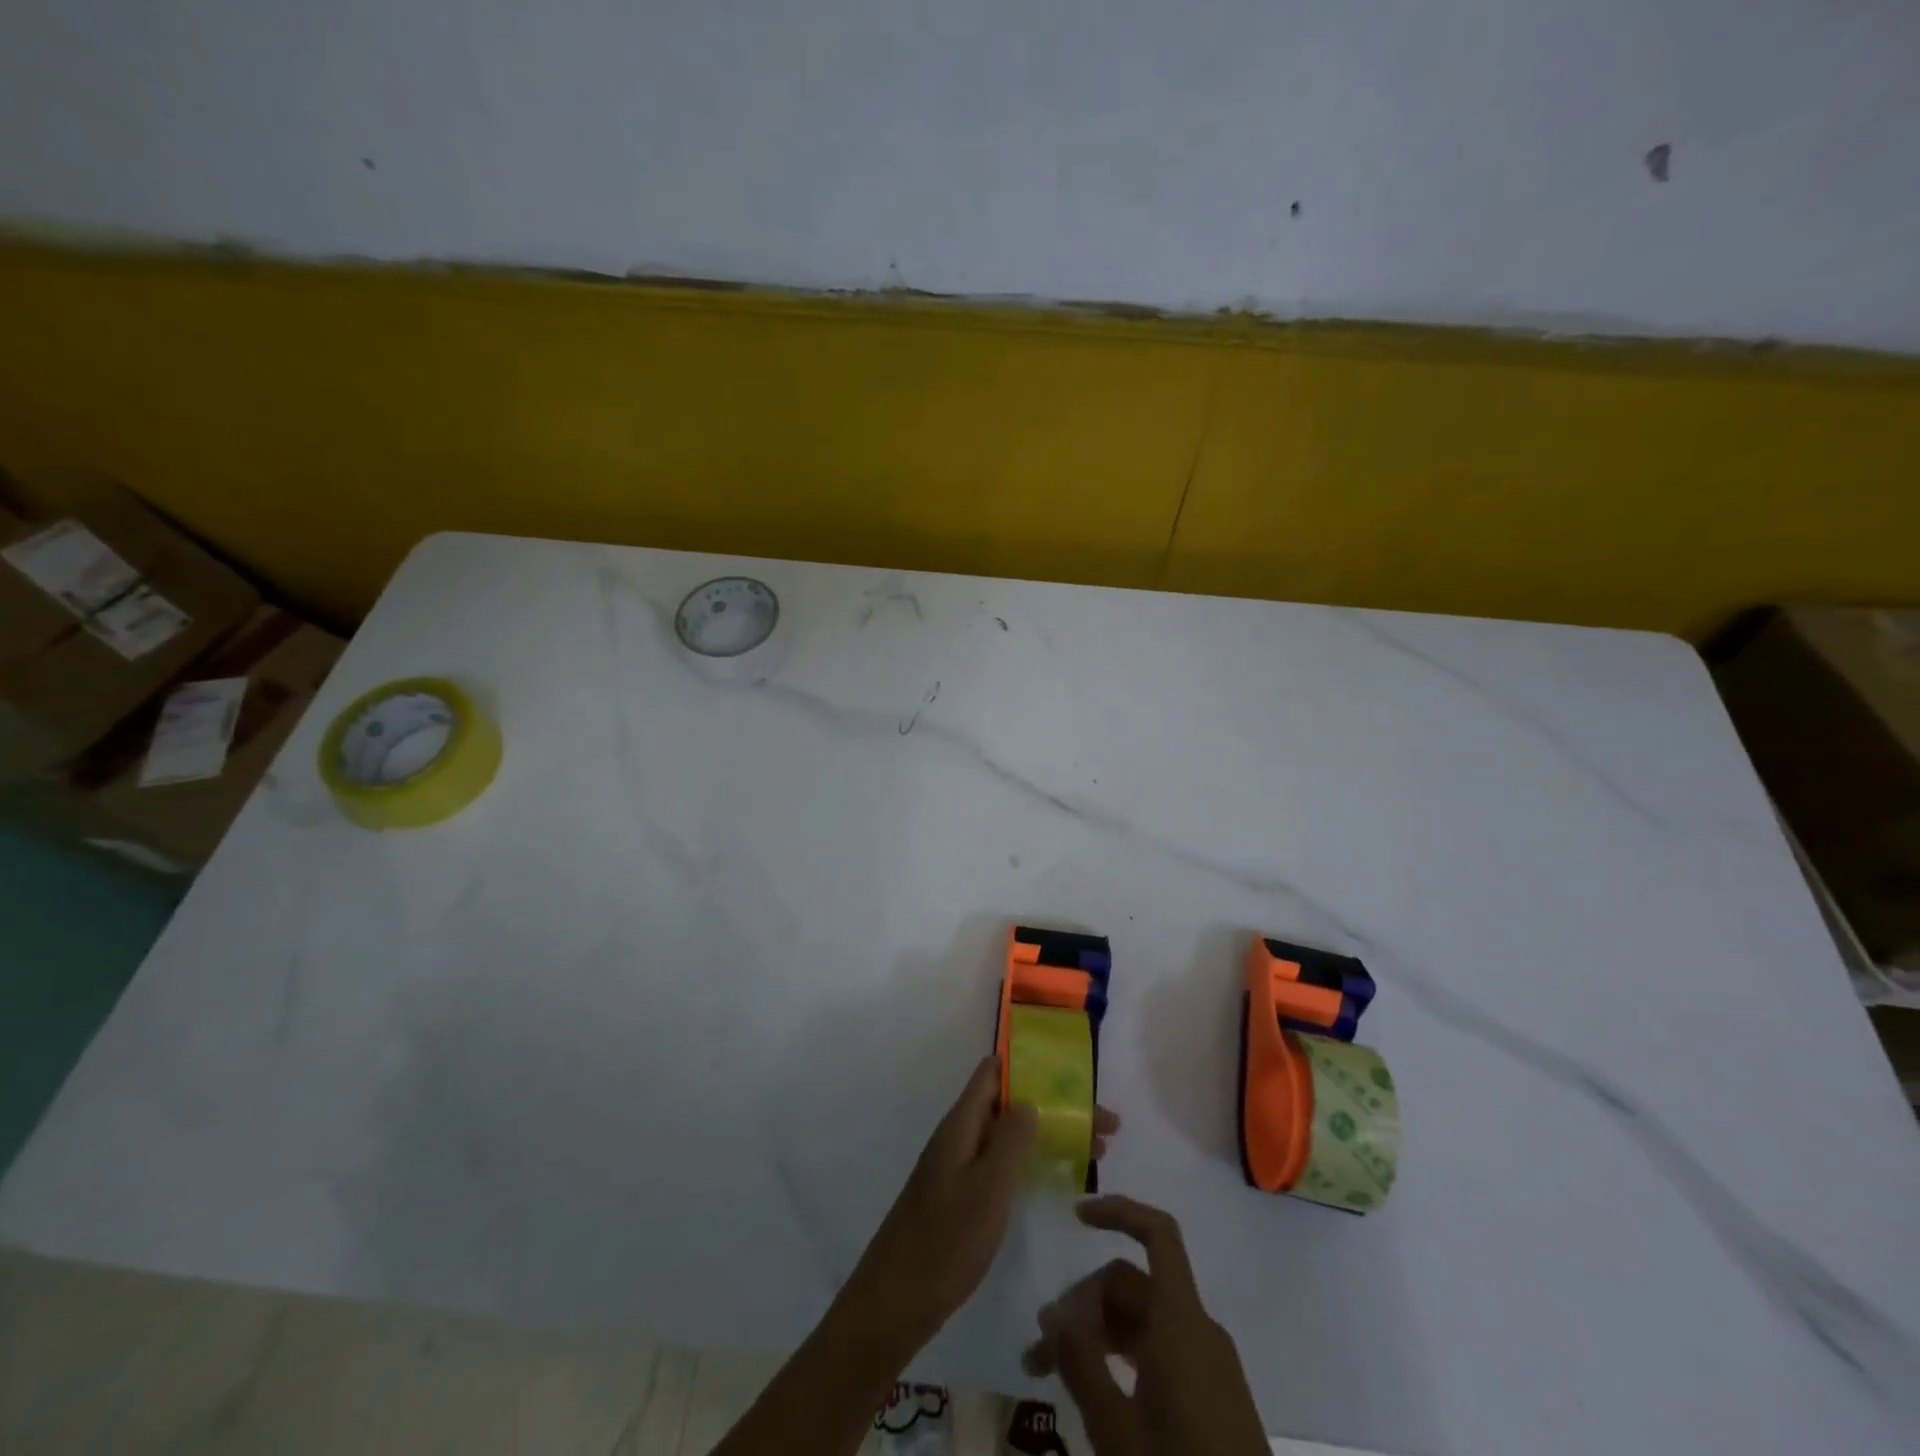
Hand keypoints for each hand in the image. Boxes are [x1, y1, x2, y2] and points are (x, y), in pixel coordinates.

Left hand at [835, 1056, 1119, 1358]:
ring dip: (1049, 1134)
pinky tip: (1058, 1177)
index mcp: (961, 1123)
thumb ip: (1010, 1139)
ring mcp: (959, 1165)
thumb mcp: (987, 1187)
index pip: (994, 1073)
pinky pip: (1002, 1161)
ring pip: (1009, 1134)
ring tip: (1096, 1150)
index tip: (1073, 1075)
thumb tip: (1030, 1100)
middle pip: (1010, 1103)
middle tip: (1106, 1126)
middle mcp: (960, 1135)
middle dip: (1055, 1106)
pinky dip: (1032, 1160)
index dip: (1030, 1066)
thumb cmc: (946, 1240)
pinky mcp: (961, 1194)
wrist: (896, 1301)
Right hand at [1021, 1195, 1266, 1455]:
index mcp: (1182, 1320)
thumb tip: (1053, 1311)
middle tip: (1040, 1351)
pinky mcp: (1211, 1395)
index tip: (1075, 1217)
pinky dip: (1121, 1356)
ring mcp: (1208, 1362)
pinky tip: (1092, 1389)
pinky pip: (1158, 1351)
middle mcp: (1197, 1328)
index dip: (1118, 1211)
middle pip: (1132, 1283)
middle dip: (1082, 1304)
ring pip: (1141, 1320)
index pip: (1158, 1234)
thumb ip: (1081, 1363)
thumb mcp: (1117, 1429)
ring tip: (1049, 1373)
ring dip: (1095, 1333)